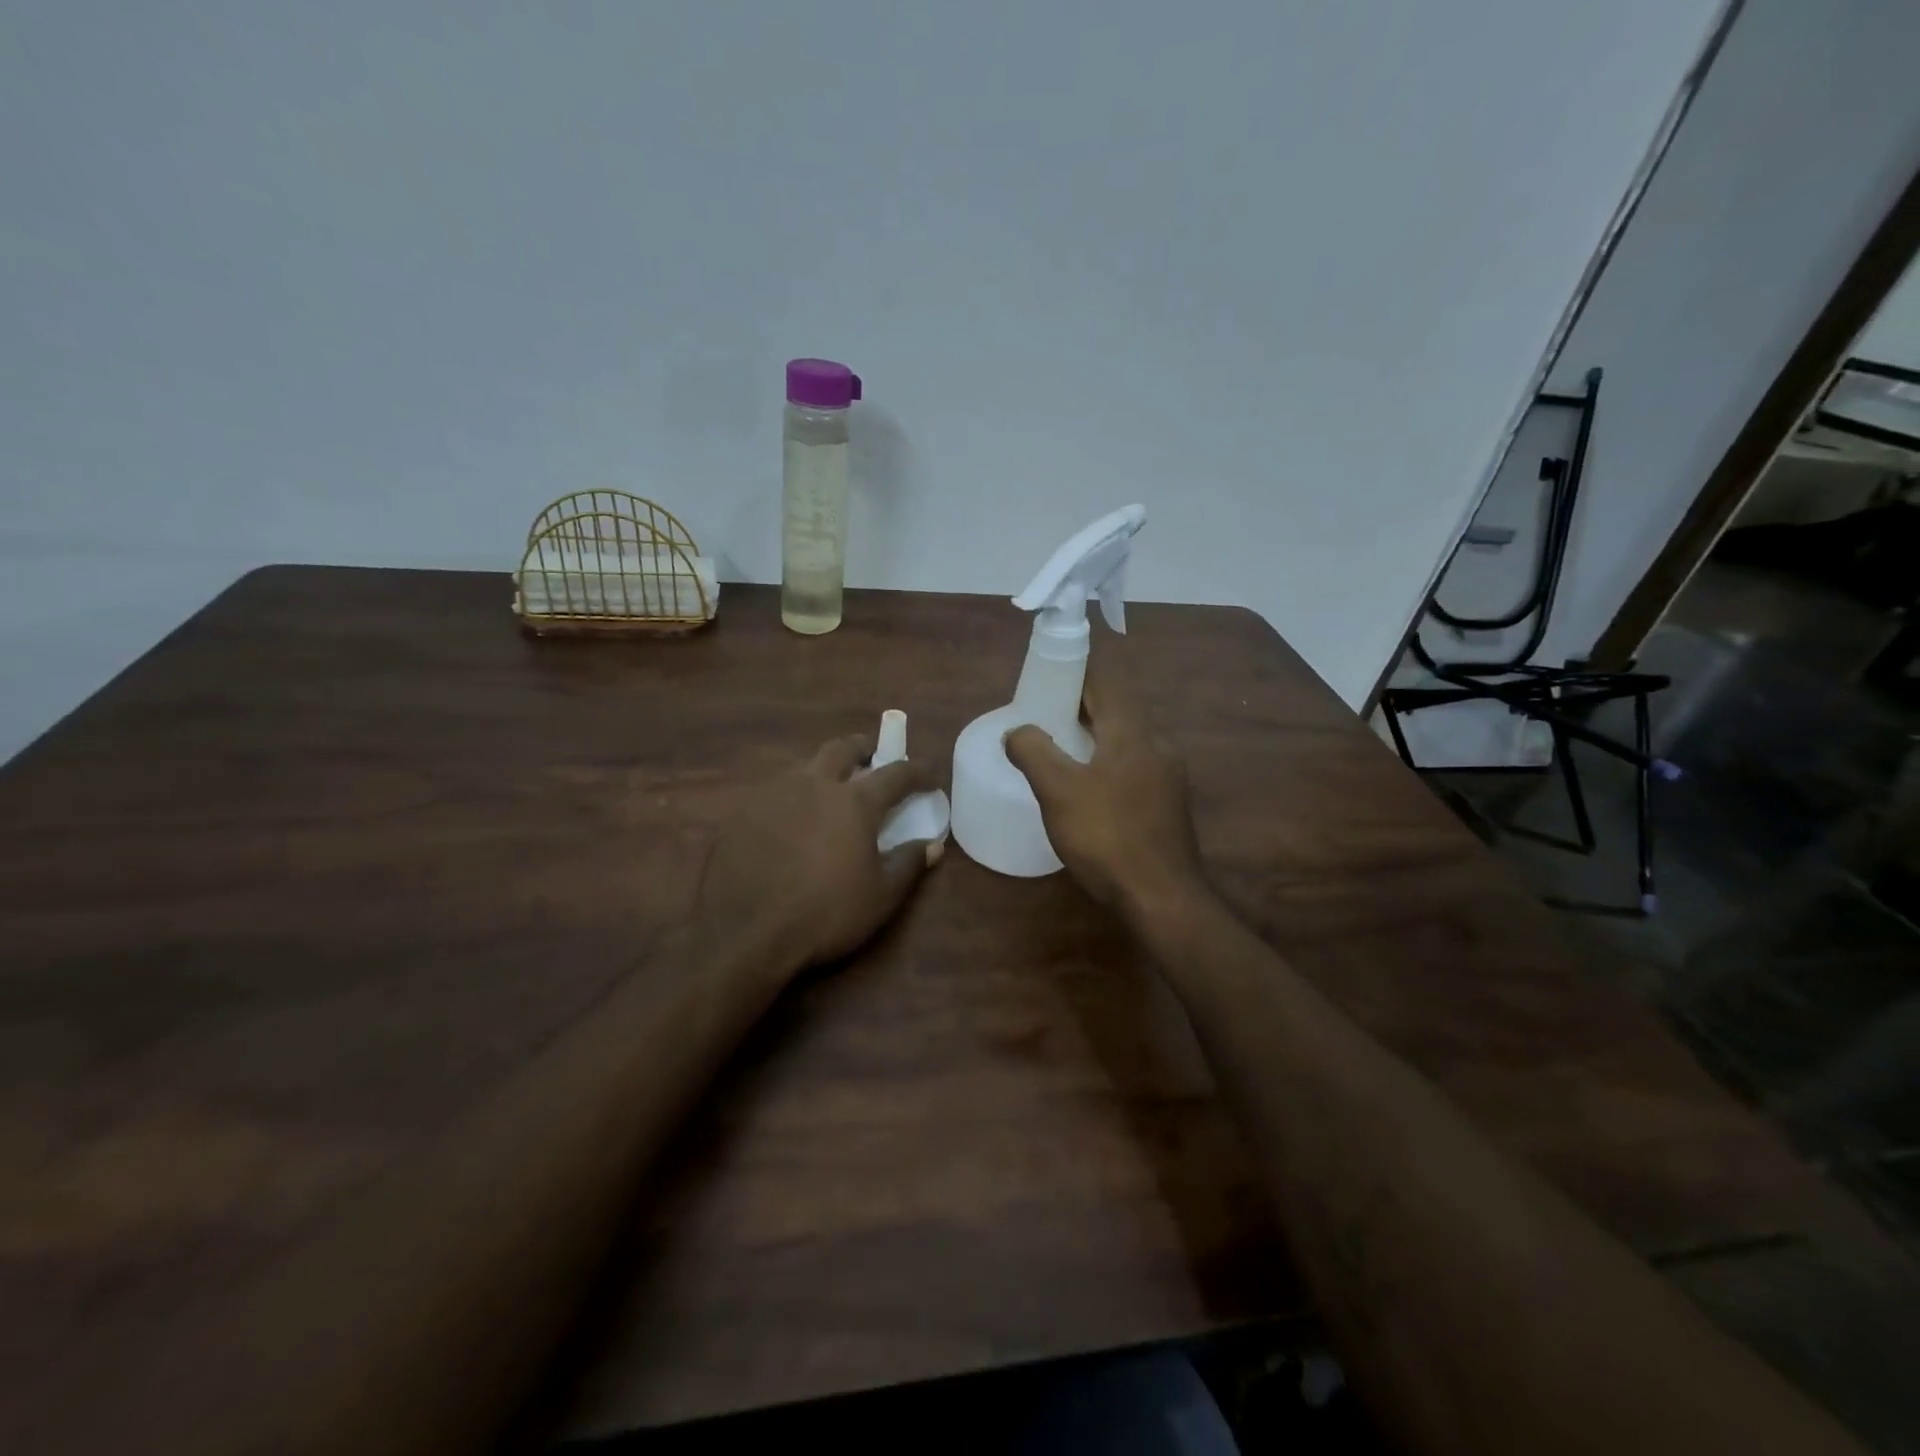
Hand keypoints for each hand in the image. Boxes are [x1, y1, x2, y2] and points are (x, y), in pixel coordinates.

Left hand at [696, 734, 944, 975]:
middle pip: (842, 748)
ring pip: (804, 766)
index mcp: (855, 801)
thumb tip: (932, 845)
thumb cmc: (825, 914)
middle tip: (871, 758)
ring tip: (829, 790)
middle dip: (862, 749)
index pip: (896, 773)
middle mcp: (815, 784)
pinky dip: (792, 795)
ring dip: (823, 770)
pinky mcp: (743, 812)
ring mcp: (774, 794)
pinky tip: (790, 819)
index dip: (917, 771)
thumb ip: (909, 864)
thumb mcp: (881, 896)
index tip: (929, 776)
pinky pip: (774, 791)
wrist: (746, 933)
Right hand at [1004, 637, 1205, 918]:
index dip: (1074, 674)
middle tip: (1042, 718)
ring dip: (1094, 738)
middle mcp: (1157, 745)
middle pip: (1116, 711)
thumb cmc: (1107, 836)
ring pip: (1126, 742)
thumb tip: (1017, 731)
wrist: (1162, 897)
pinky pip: (1134, 768)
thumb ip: (1033, 752)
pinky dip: (1108, 765)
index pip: (1104, 683)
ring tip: (1059, 753)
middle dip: (1079, 708)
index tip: (1043, 680)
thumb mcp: (1058, 791)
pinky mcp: (1169, 805)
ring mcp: (1169, 776)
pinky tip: (1088, 790)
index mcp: (1132, 732)